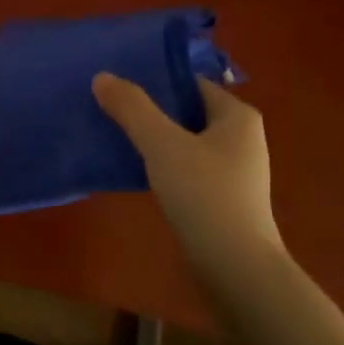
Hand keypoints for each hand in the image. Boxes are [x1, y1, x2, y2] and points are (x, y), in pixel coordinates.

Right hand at [92, 73, 286, 274]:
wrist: (234, 267)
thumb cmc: (205, 195)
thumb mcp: (162, 144)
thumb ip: (132, 108)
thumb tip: (102, 77)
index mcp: (237, 116)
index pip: (191, 83)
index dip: (155, 79)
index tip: (118, 81)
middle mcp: (241, 138)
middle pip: (186, 111)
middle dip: (149, 109)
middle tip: (108, 105)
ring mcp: (233, 171)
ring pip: (183, 141)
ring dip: (152, 138)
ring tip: (112, 133)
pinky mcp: (221, 198)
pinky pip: (185, 168)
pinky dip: (161, 164)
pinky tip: (133, 169)